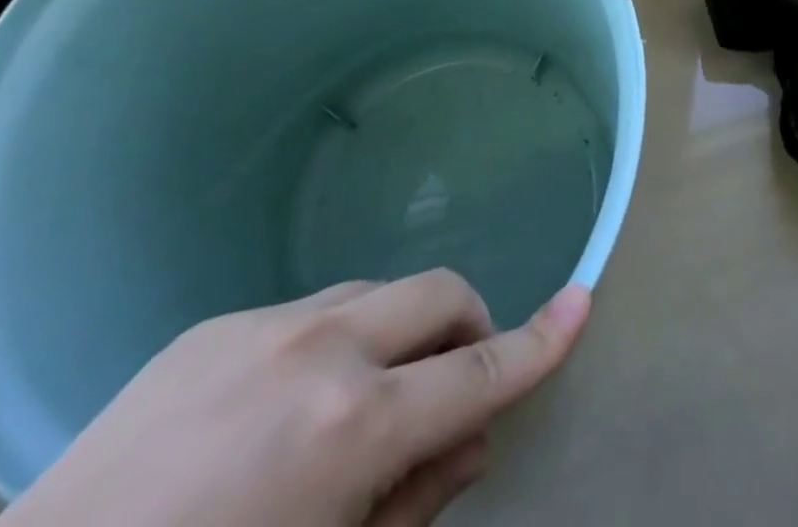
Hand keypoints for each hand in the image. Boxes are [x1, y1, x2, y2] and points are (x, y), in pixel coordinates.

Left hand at [0, 271, 590, 526]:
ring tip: (355, 408)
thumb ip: (415, 503)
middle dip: (466, 325)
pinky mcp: (215, 323)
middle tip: (451, 386)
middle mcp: (321, 347)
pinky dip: (329, 345)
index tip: (582, 300)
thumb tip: (472, 439)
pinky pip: (307, 311)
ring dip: (395, 334)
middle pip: (437, 293)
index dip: (539, 340)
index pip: (477, 370)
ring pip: (375, 294)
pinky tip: (276, 413)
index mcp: (351, 427)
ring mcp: (263, 323)